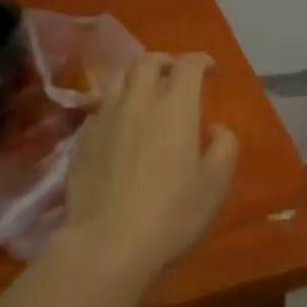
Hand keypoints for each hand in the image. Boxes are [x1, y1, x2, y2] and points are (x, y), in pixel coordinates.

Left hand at [59, 52, 239, 281]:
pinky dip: (116, 105)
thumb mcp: (216, 185)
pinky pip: (101, 108)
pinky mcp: (82, 140)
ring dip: (137, 77)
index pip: (188, 66)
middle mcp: (138, 103)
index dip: (201, 61)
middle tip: (176, 73)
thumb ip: (224, 148)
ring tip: (145, 91)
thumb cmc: (172, 215)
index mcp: (175, 109)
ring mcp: (105, 119)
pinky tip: (120, 123)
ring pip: (119, 79)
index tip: (210, 69)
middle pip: (148, 62)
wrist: (107, 245)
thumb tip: (216, 128)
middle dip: (166, 61)